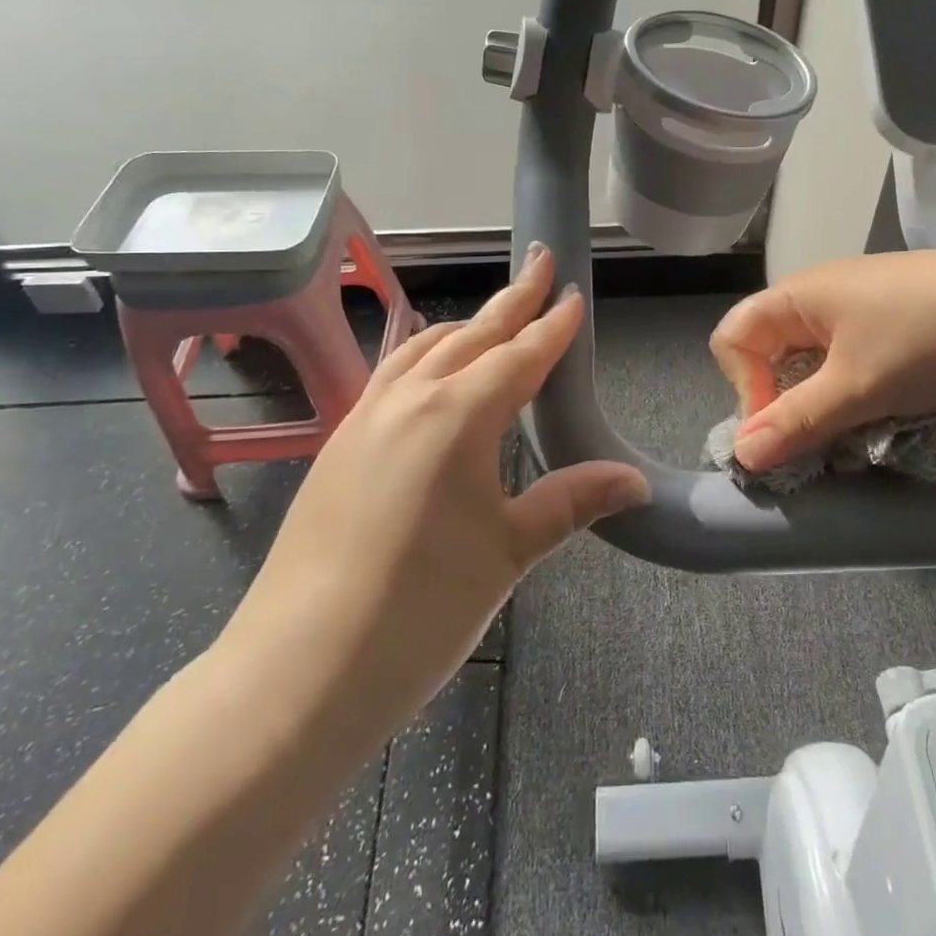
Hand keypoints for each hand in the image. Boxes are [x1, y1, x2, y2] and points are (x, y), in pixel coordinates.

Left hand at [219, 244, 647, 750]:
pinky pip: (392, 373)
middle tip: (540, 263)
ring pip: (426, 348)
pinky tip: (428, 368)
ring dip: (467, 325)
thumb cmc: (421, 608)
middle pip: (473, 334)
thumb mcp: (509, 552)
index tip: (574, 292)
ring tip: (494, 316)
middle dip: (513, 298)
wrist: (298, 671)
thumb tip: (636, 480)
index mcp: (459, 415)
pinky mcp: (339, 442)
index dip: (553, 325)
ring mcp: (366, 417)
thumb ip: (572, 501)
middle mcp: (411, 399)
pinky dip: (424, 353)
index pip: (521, 354)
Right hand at [709, 244, 935, 474]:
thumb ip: (795, 421)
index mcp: (796, 295)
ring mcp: (859, 306)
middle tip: (819, 442)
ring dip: (826, 404)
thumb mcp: (855, 387)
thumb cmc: (925, 338)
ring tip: (858, 434)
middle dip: (786, 403)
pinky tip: (888, 414)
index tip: (782, 430)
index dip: (744, 388)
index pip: (733, 339)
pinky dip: (857, 392)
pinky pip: (852, 361)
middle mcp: (819, 295)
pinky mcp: (894, 321)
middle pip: (772, 352)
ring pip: (816, 363)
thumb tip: (742, 455)